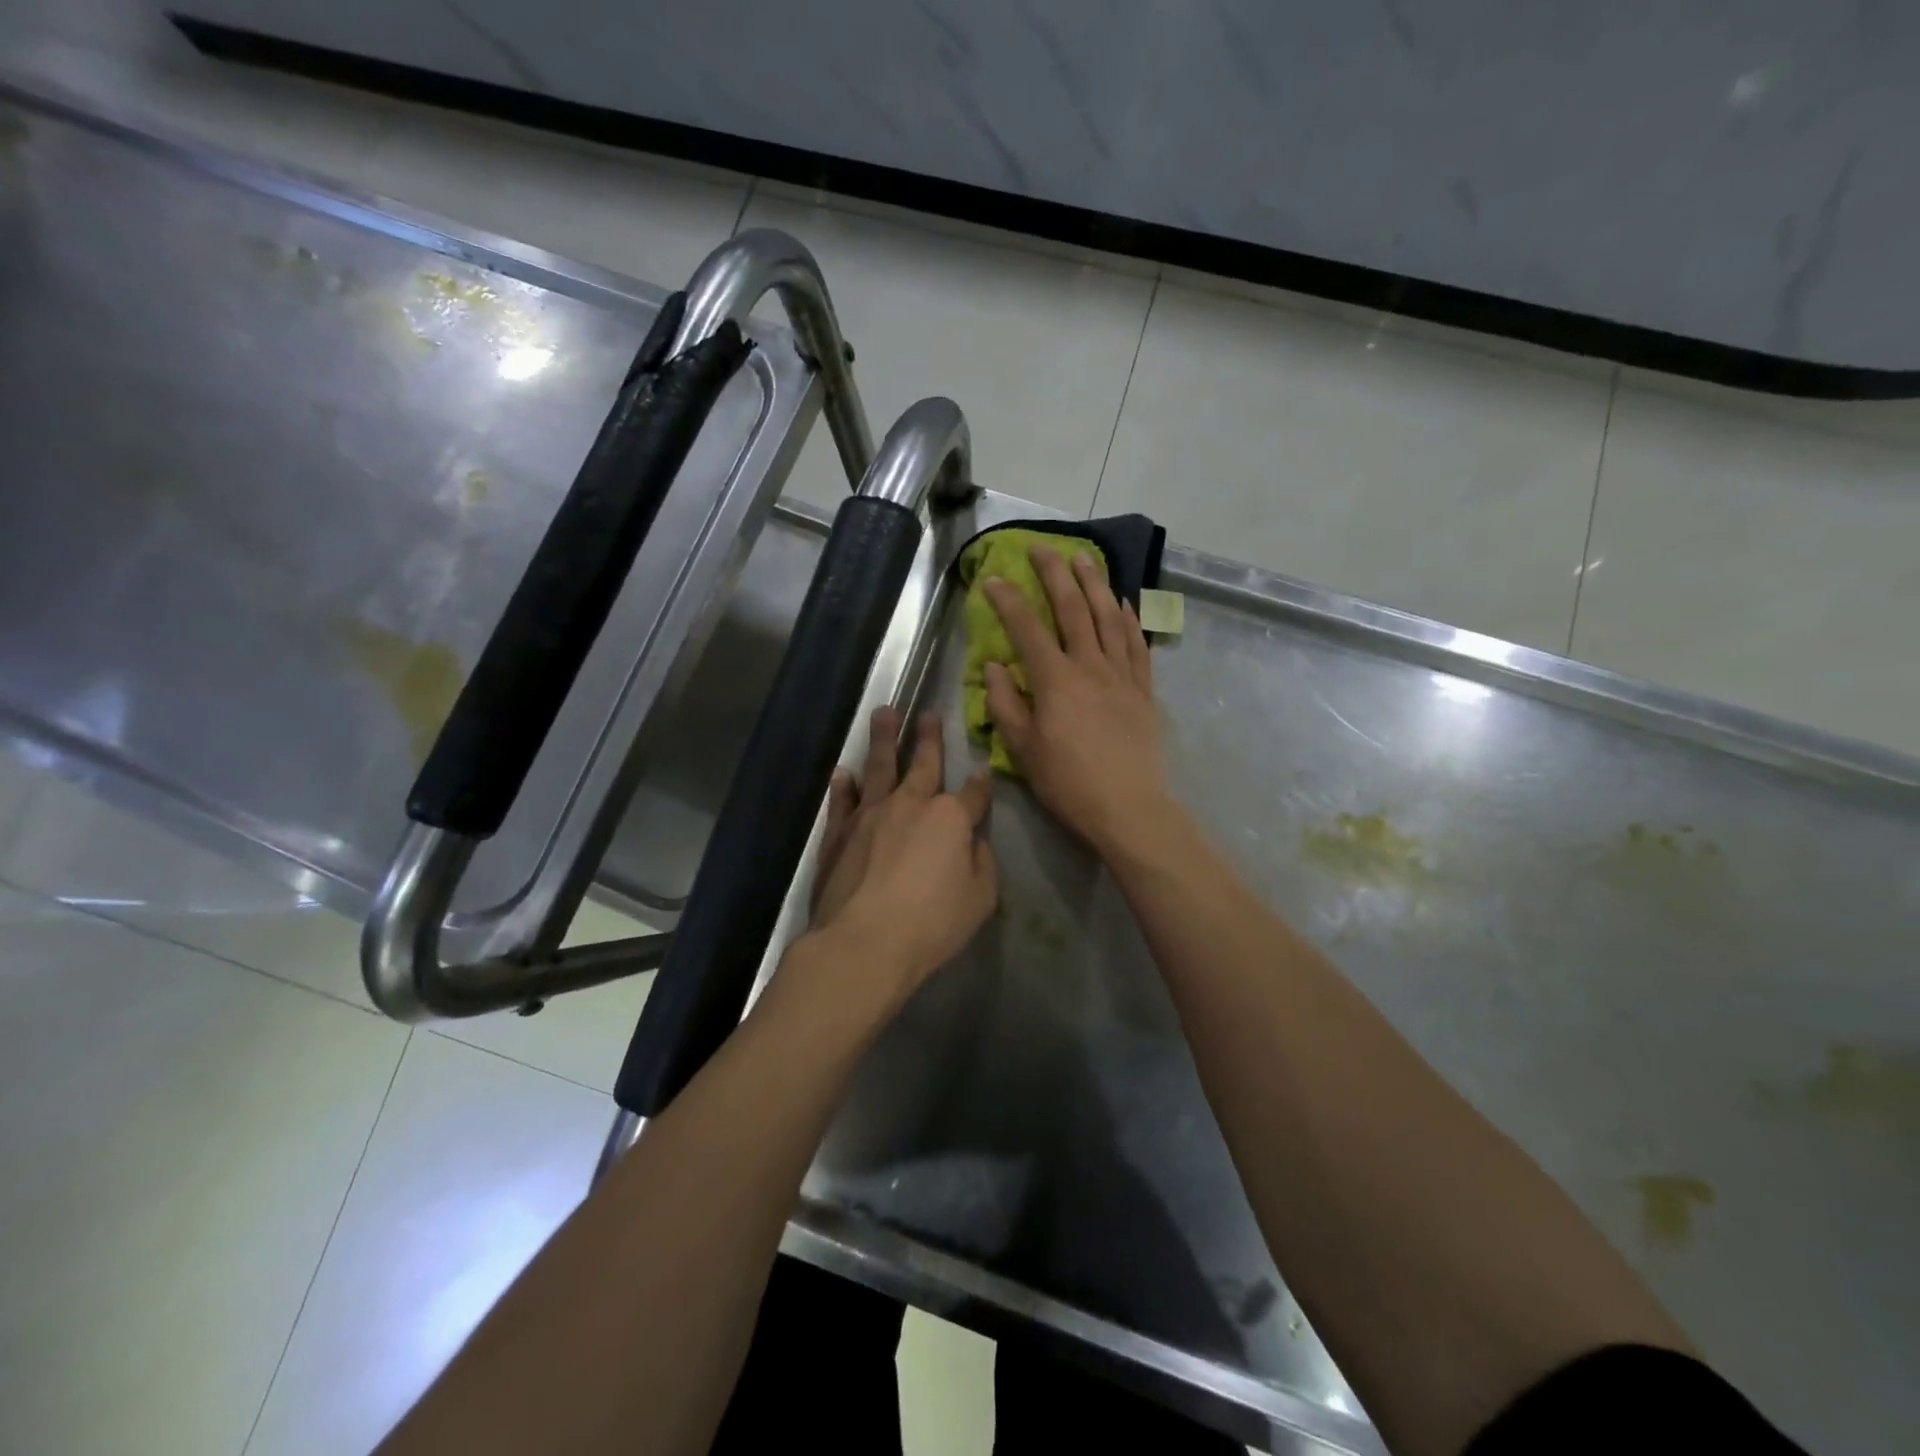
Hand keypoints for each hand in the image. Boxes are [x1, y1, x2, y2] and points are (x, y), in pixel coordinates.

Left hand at [807, 706, 997, 1005]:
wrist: (864, 941)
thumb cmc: (932, 923)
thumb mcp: (980, 898)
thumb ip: (981, 863)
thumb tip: (973, 842)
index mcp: (949, 819)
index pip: (972, 794)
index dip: (981, 783)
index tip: (984, 770)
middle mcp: (910, 805)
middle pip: (923, 764)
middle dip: (928, 738)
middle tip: (928, 713)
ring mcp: (870, 815)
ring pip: (879, 767)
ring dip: (883, 739)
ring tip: (884, 712)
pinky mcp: (839, 834)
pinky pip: (842, 801)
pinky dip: (844, 786)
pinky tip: (844, 772)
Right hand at [983, 546, 1173, 859]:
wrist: (1129, 808)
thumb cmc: (1069, 783)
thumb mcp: (1023, 750)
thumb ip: (1006, 704)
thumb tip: (994, 666)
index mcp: (1055, 681)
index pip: (1027, 629)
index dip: (1008, 600)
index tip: (994, 578)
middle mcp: (1090, 666)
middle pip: (1072, 609)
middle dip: (1054, 575)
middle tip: (1042, 548)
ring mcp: (1122, 675)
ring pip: (1108, 617)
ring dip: (1094, 584)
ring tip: (1084, 558)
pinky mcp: (1144, 690)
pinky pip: (1136, 644)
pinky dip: (1128, 618)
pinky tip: (1122, 603)